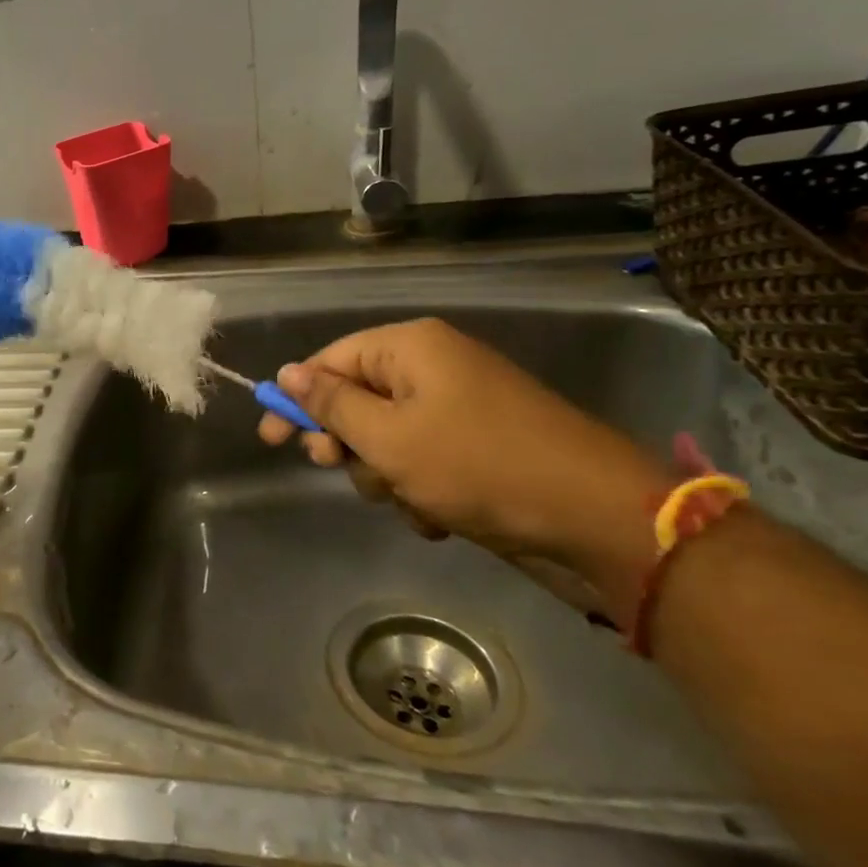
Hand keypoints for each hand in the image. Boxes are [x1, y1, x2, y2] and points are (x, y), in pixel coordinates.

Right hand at [258, 318, 668, 626]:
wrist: (596, 518)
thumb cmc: (477, 465)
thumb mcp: (388, 436)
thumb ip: (331, 404)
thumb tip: (288, 371)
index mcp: (410, 348)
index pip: (331, 360)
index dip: (297, 399)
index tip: (271, 439)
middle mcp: (434, 368)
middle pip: (357, 399)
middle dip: (348, 443)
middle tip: (342, 468)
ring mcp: (460, 407)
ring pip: (387, 439)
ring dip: (386, 474)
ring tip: (412, 499)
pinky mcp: (480, 445)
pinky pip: (424, 460)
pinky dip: (421, 489)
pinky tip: (439, 516)